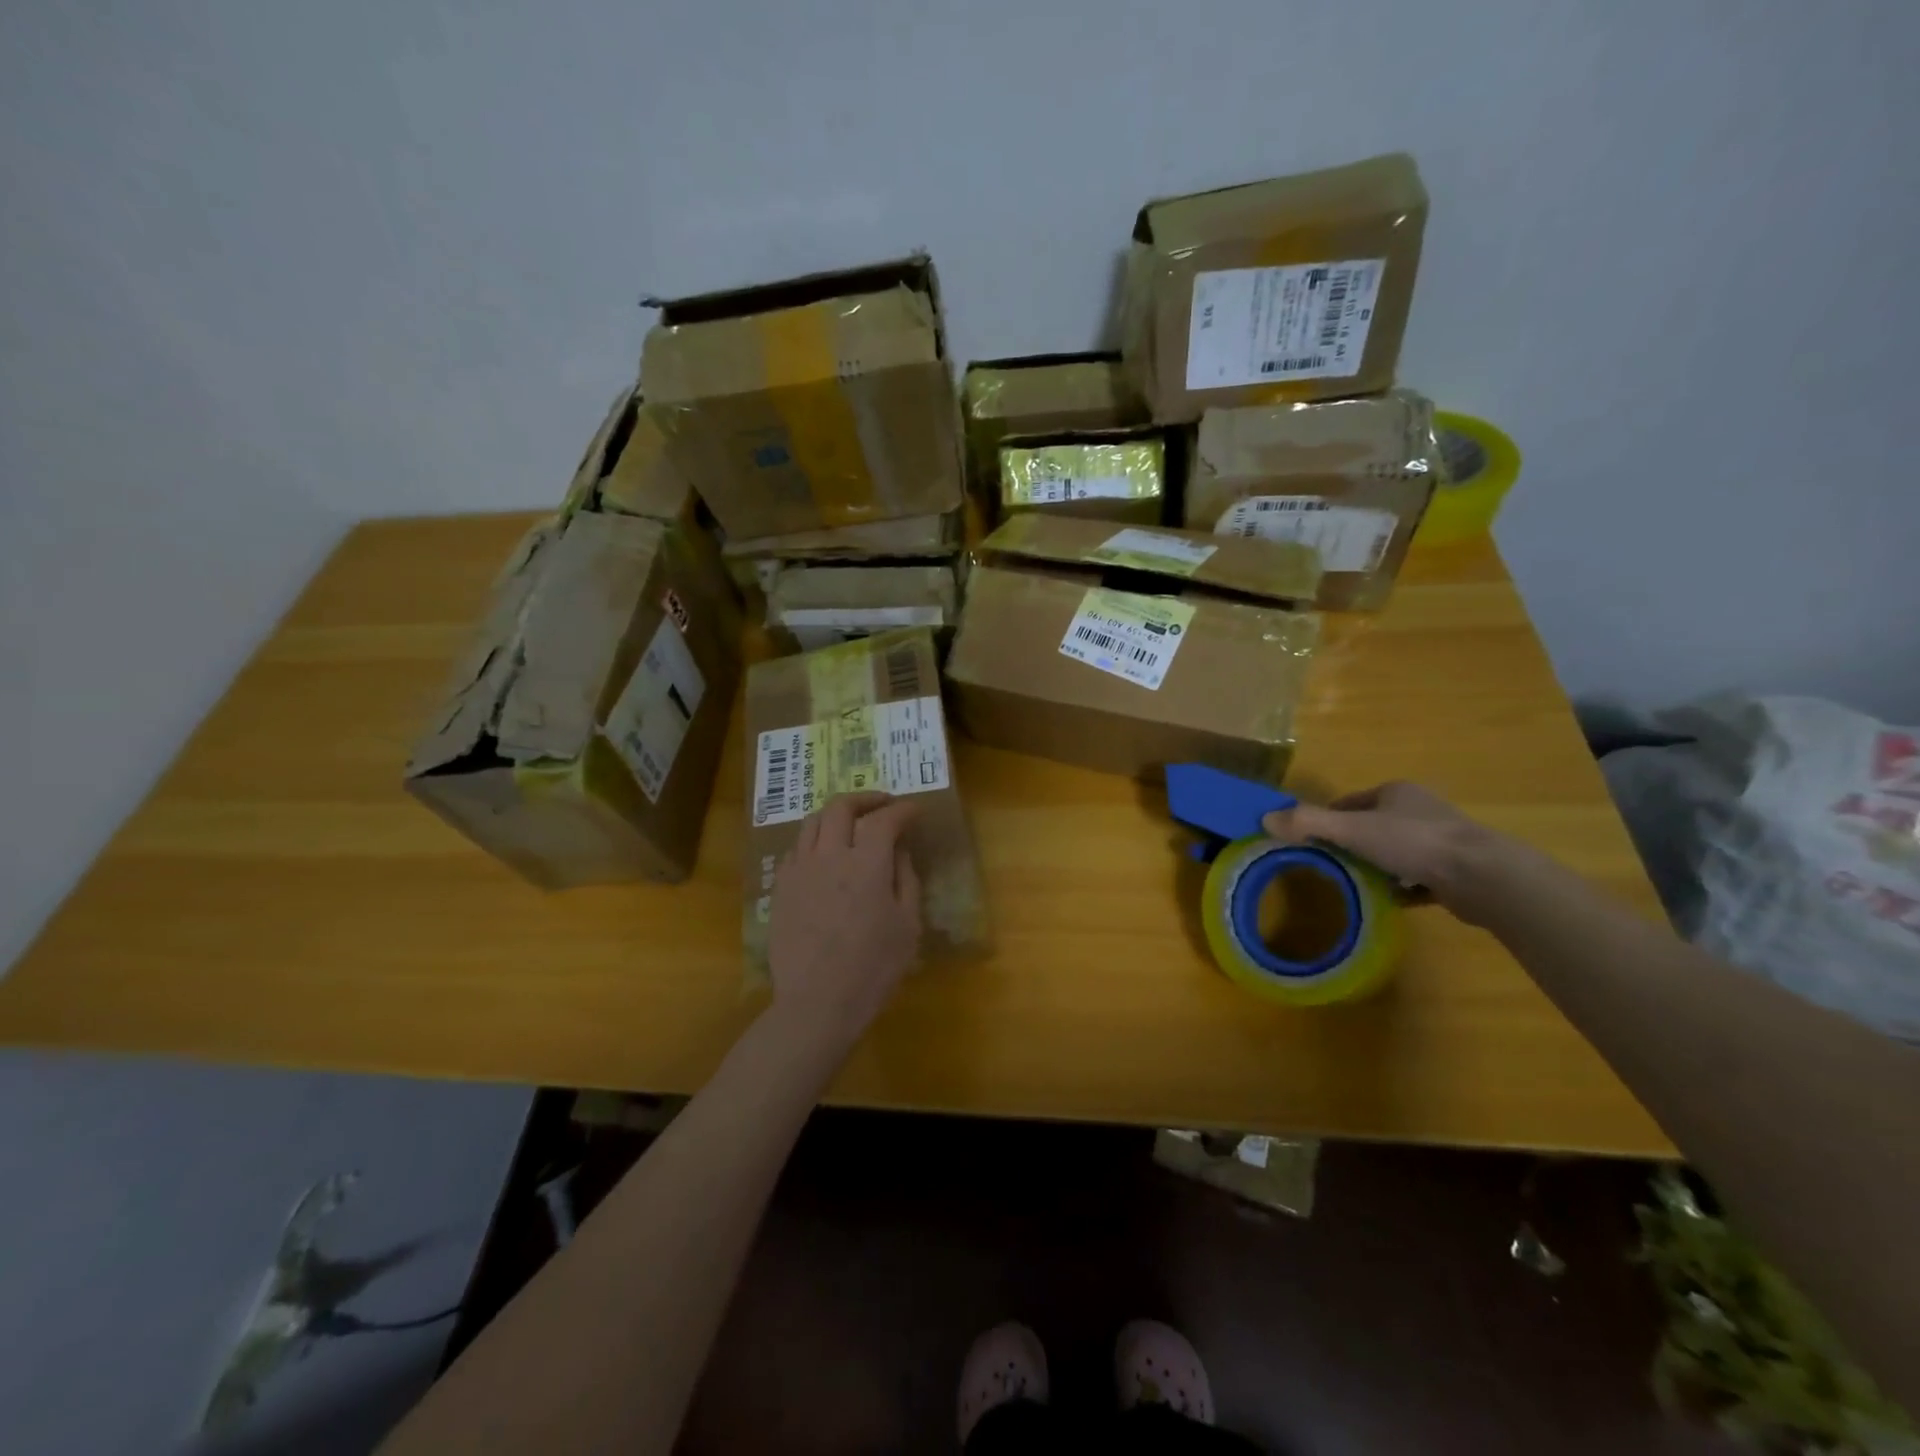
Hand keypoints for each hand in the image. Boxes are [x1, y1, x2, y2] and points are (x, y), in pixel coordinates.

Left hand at [767, 792, 922, 1050]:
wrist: (817, 1003)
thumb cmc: (873, 968)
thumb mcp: (907, 925)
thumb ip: (906, 879)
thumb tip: (899, 850)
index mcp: (867, 863)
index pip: (885, 819)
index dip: (903, 810)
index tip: (914, 811)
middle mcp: (829, 855)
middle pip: (840, 807)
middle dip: (865, 799)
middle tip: (882, 805)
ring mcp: (799, 870)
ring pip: (812, 822)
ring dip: (835, 815)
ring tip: (850, 824)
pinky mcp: (780, 888)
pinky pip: (796, 849)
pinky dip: (814, 840)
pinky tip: (823, 855)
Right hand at [1261, 782, 1526, 926]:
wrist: (1483, 877)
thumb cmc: (1413, 843)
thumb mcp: (1352, 830)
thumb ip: (1308, 823)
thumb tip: (1264, 818)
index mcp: (1396, 793)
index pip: (1350, 802)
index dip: (1327, 819)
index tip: (1309, 840)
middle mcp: (1419, 810)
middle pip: (1372, 825)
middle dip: (1351, 844)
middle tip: (1327, 864)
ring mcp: (1441, 841)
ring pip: (1397, 851)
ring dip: (1377, 865)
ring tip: (1354, 883)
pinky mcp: (1455, 870)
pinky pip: (1418, 877)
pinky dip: (1402, 887)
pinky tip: (1388, 900)